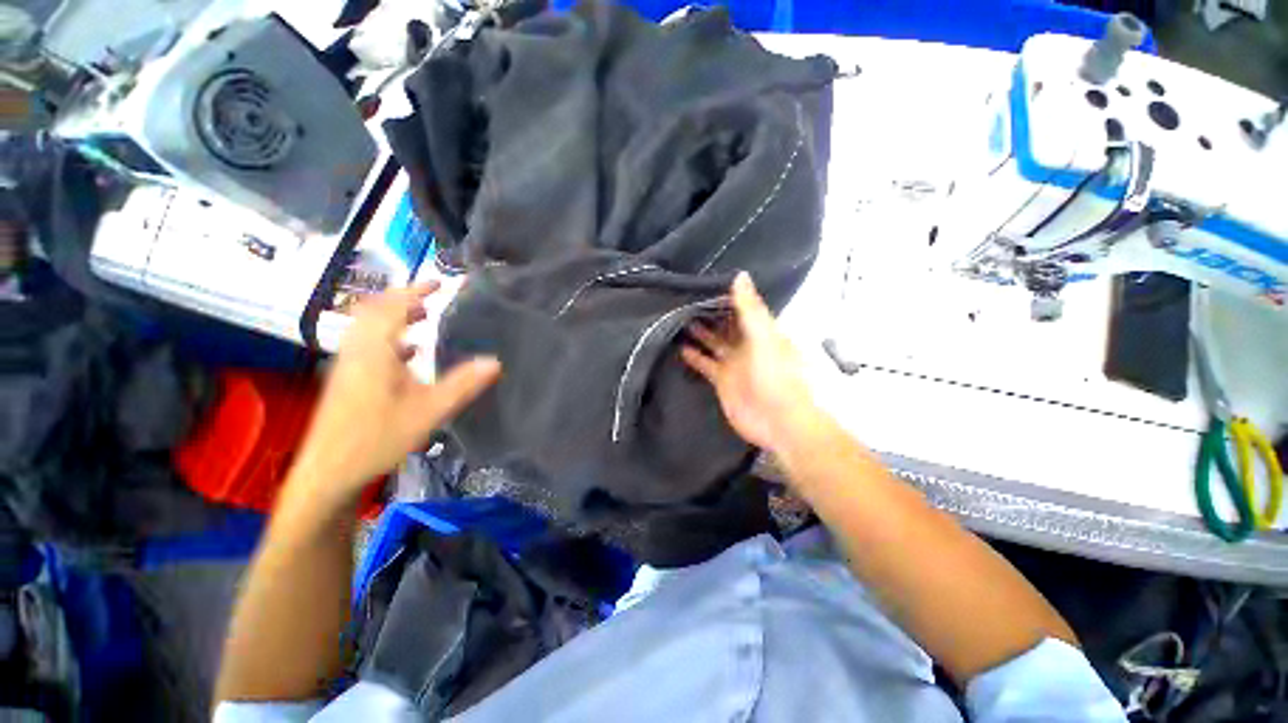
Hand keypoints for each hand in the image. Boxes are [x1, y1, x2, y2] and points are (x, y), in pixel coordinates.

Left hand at [289, 282, 500, 506]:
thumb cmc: (377, 437)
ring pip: (368, 328)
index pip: (392, 307)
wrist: (328, 472)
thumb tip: (495, 362)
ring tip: (422, 318)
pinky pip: (367, 346)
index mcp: (374, 351)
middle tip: (431, 300)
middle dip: (402, 300)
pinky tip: (408, 353)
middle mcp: (356, 351)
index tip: (439, 283)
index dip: (415, 291)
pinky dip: (388, 339)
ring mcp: (348, 365)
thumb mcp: (428, 411)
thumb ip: (462, 384)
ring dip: (394, 317)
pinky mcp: (346, 380)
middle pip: (374, 312)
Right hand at [681, 272, 820, 453]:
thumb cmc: (777, 375)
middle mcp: (746, 344)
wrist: (778, 420)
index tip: (705, 282)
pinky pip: (706, 364)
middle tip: (684, 299)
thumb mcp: (764, 337)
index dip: (726, 296)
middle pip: (725, 325)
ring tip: (677, 318)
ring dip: (699, 333)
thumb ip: (750, 309)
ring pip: (713, 343)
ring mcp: (733, 363)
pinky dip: (695, 357)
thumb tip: (740, 275)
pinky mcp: (721, 381)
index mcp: (761, 331)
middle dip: (708, 313)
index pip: (741, 308)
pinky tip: (681, 347)